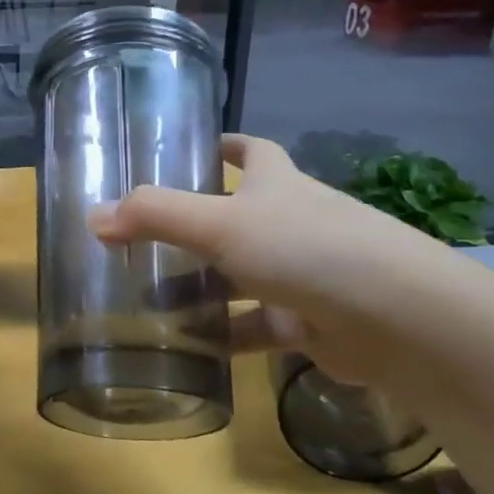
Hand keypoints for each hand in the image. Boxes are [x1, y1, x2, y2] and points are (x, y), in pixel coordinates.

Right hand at [88, 134, 454, 387]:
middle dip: (194, 227)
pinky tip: (189, 345)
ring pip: (240, 276)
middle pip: (237, 217)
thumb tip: (93, 217)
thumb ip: (155, 216)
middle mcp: (293, 223)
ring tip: (147, 298)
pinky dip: (224, 333)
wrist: (400, 321)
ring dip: (201, 286)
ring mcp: (304, 274)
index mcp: (278, 186)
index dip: (226, 148)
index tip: (193, 150)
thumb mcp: (221, 224)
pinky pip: (254, 324)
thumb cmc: (308, 250)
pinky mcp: (309, 322)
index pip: (254, 153)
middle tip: (143, 237)